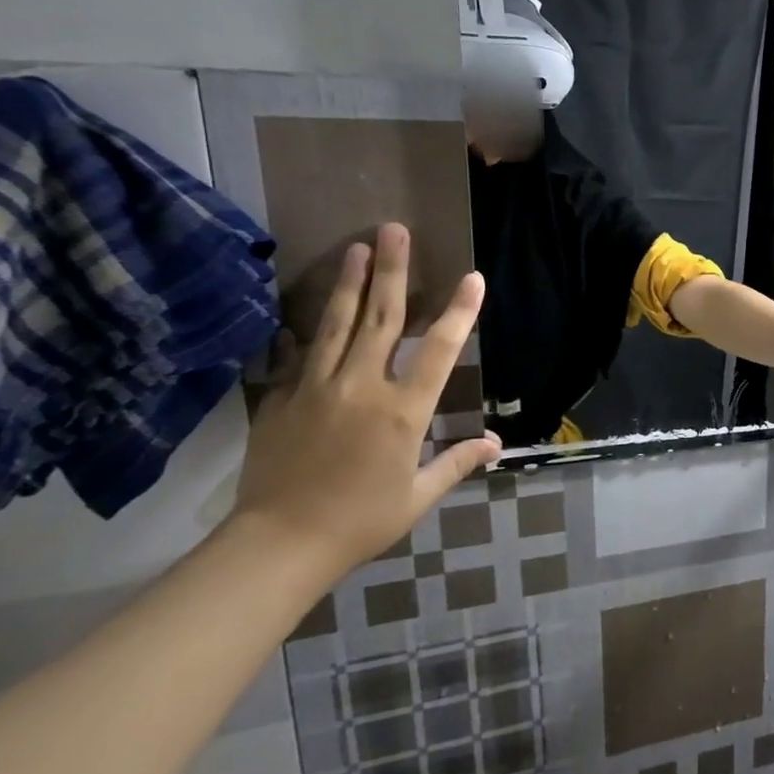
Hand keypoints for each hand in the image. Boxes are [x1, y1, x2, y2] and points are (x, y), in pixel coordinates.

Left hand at [232, 224, 500, 581]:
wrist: (279, 543)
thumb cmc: (361, 521)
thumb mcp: (418, 495)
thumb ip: (456, 462)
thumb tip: (494, 443)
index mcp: (403, 411)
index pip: (438, 349)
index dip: (459, 312)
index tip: (472, 278)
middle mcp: (362, 386)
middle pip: (380, 318)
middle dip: (392, 271)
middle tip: (394, 230)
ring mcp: (317, 388)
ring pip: (336, 324)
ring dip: (348, 283)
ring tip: (355, 246)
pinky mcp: (282, 398)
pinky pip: (298, 355)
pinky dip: (305, 330)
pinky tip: (303, 311)